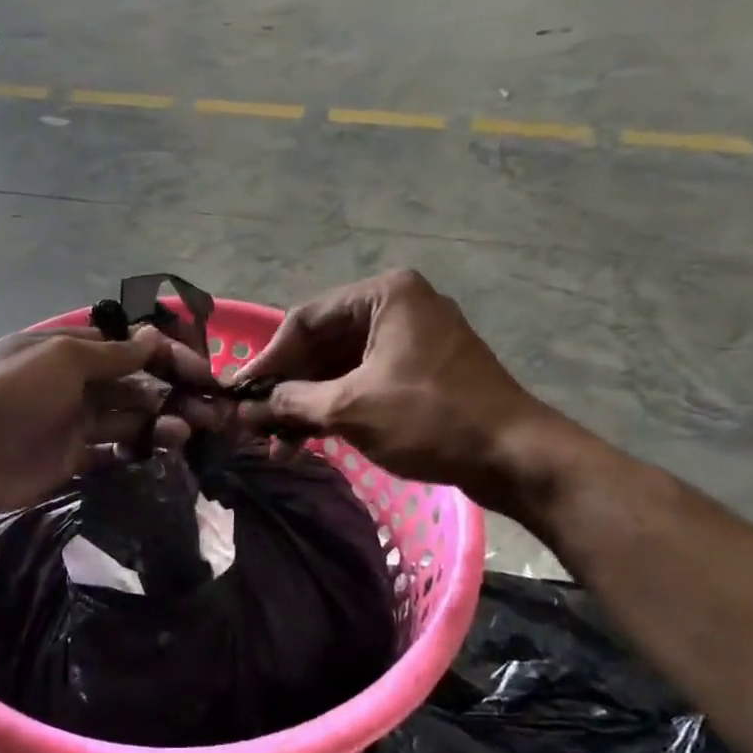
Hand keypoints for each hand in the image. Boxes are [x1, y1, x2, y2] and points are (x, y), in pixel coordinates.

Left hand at [0, 325, 216, 517]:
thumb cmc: (12, 393)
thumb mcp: (63, 359)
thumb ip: (112, 354)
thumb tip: (154, 337)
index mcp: (71, 351)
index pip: (129, 348)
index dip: (166, 356)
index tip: (202, 372)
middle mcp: (76, 384)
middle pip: (134, 385)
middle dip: (172, 392)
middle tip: (210, 410)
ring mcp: (74, 424)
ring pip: (129, 419)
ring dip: (160, 422)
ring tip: (187, 432)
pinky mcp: (72, 461)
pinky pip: (113, 453)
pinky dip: (138, 452)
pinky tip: (163, 453)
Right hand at [234, 270, 577, 511]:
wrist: (515, 456)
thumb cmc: (430, 419)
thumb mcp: (350, 408)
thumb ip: (292, 403)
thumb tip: (244, 408)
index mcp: (384, 295)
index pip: (304, 320)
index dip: (266, 360)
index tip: (236, 393)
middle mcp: (398, 306)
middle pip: (321, 343)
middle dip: (287, 387)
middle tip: (253, 422)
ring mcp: (412, 339)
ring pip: (341, 366)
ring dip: (308, 403)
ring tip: (277, 442)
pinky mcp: (421, 370)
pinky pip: (364, 380)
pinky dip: (336, 407)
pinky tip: (309, 439)